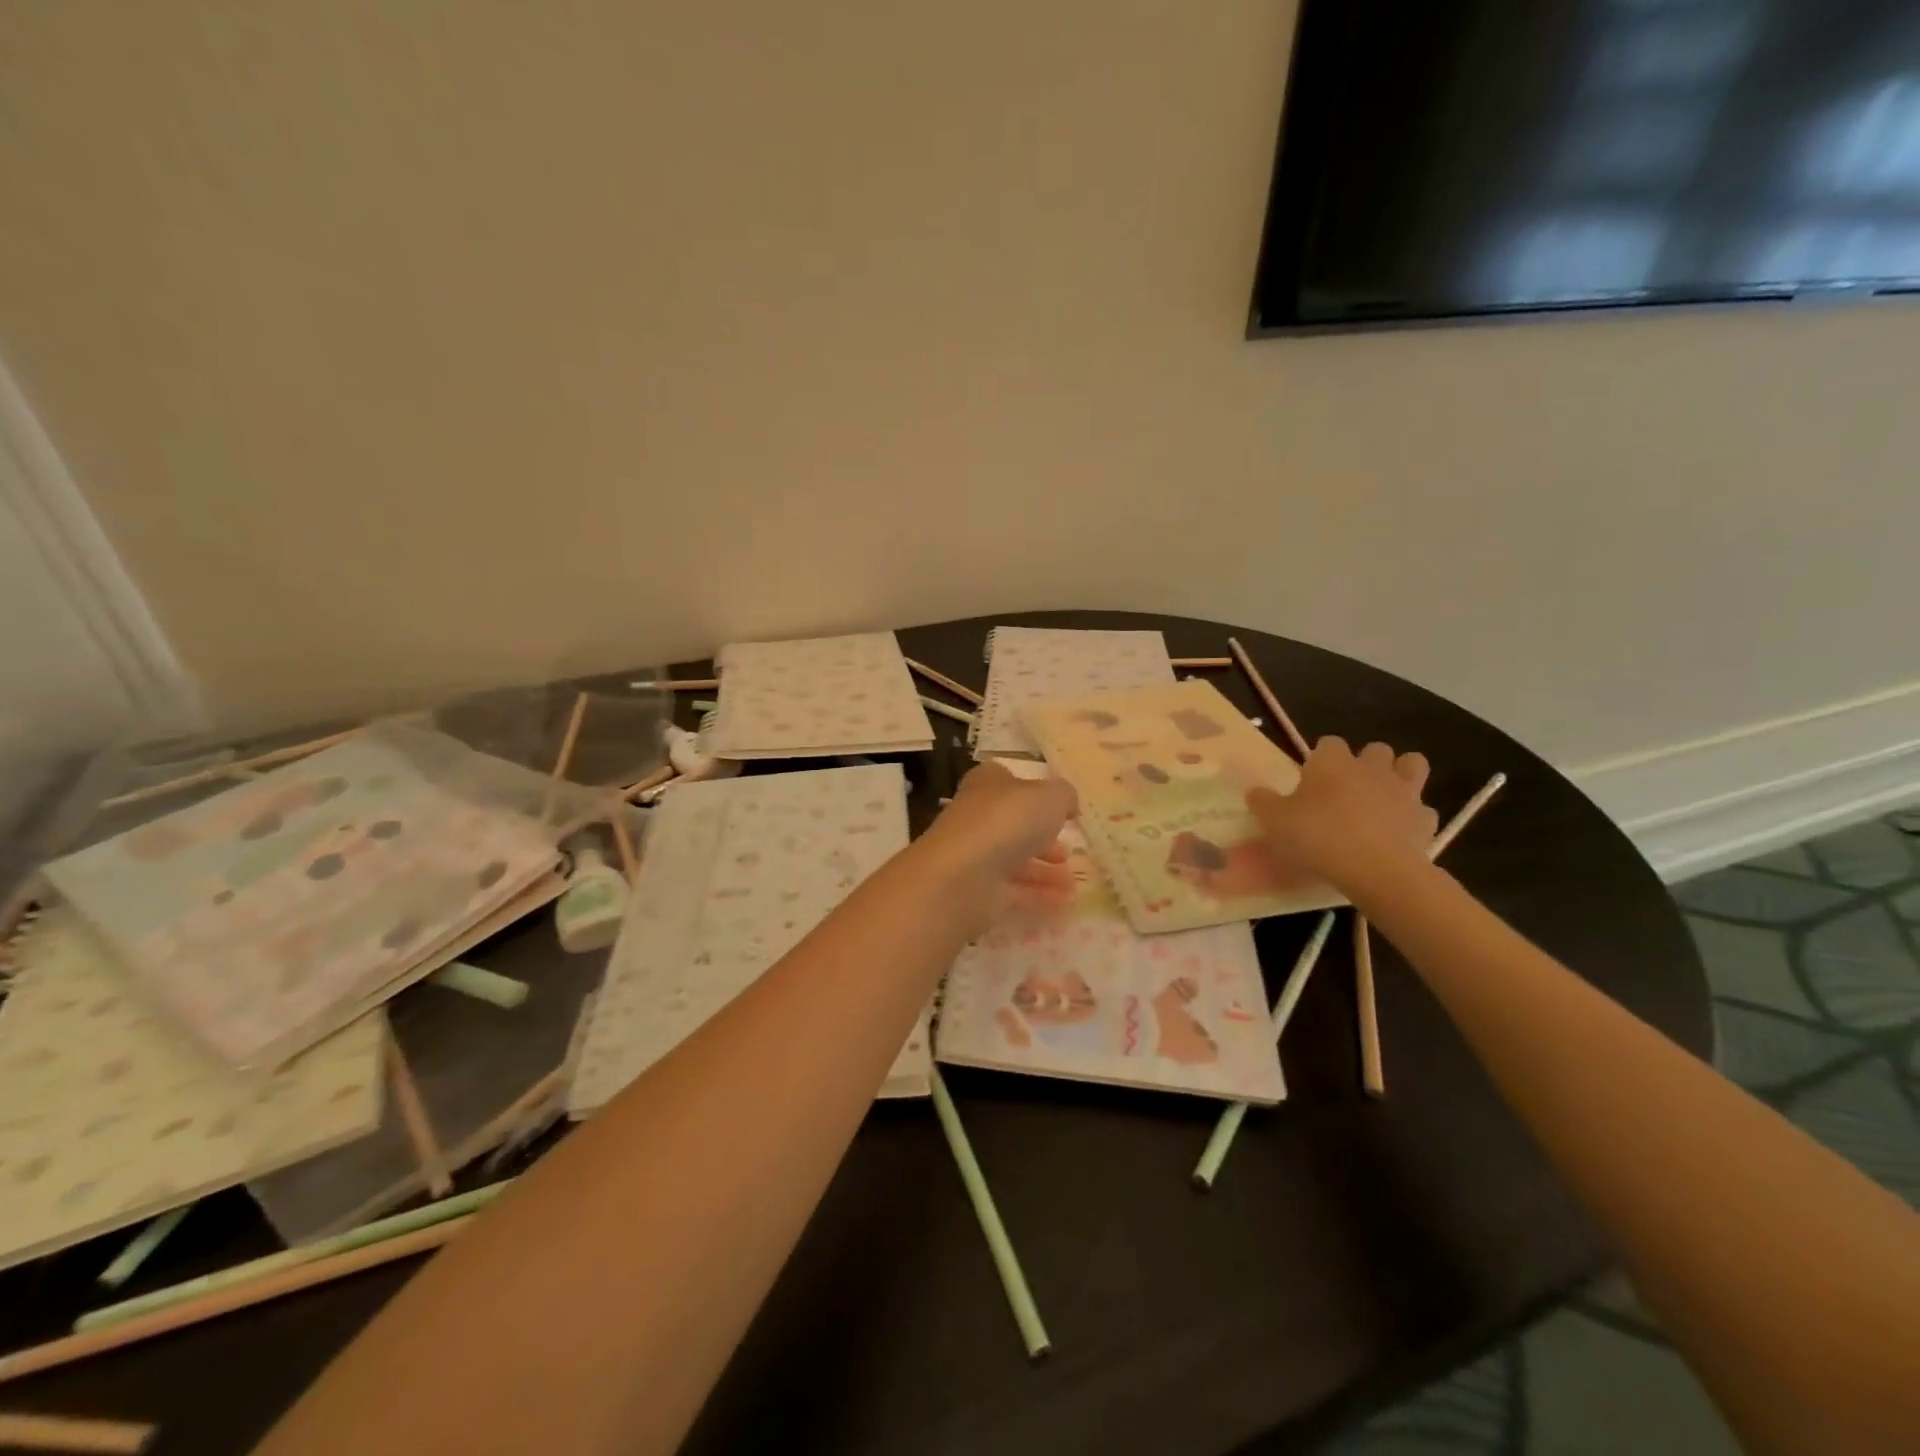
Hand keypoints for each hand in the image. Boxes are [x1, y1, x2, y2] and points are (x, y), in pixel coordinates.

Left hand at [920, 761, 1077, 920]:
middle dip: (1043, 839)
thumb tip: (1067, 804)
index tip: (1061, 809)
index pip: (1007, 781)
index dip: (1034, 791)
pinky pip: (1014, 892)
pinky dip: (1039, 896)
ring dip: (1044, 871)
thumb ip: (1064, 796)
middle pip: (1013, 825)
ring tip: (1073, 882)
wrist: (963, 875)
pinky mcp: (977, 891)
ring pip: (1014, 860)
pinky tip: (1065, 902)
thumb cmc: (1007, 820)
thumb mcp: (1050, 796)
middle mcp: (978, 817)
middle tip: (1068, 851)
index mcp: (988, 784)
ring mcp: (975, 856)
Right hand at [1246, 738, 1437, 895]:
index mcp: (1332, 762)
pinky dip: (1413, 817)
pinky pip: (1422, 810)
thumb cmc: (1319, 837)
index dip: (1321, 759)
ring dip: (1400, 776)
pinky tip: (1398, 833)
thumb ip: (1263, 803)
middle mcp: (1371, 768)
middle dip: (1366, 762)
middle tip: (1348, 789)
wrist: (1377, 870)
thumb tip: (1255, 792)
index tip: (1311, 780)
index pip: (1329, 743)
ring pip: (1412, 765)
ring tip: (1383, 799)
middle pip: (1375, 749)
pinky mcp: (1425, 819)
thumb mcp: (1275, 822)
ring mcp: (1404, 791)